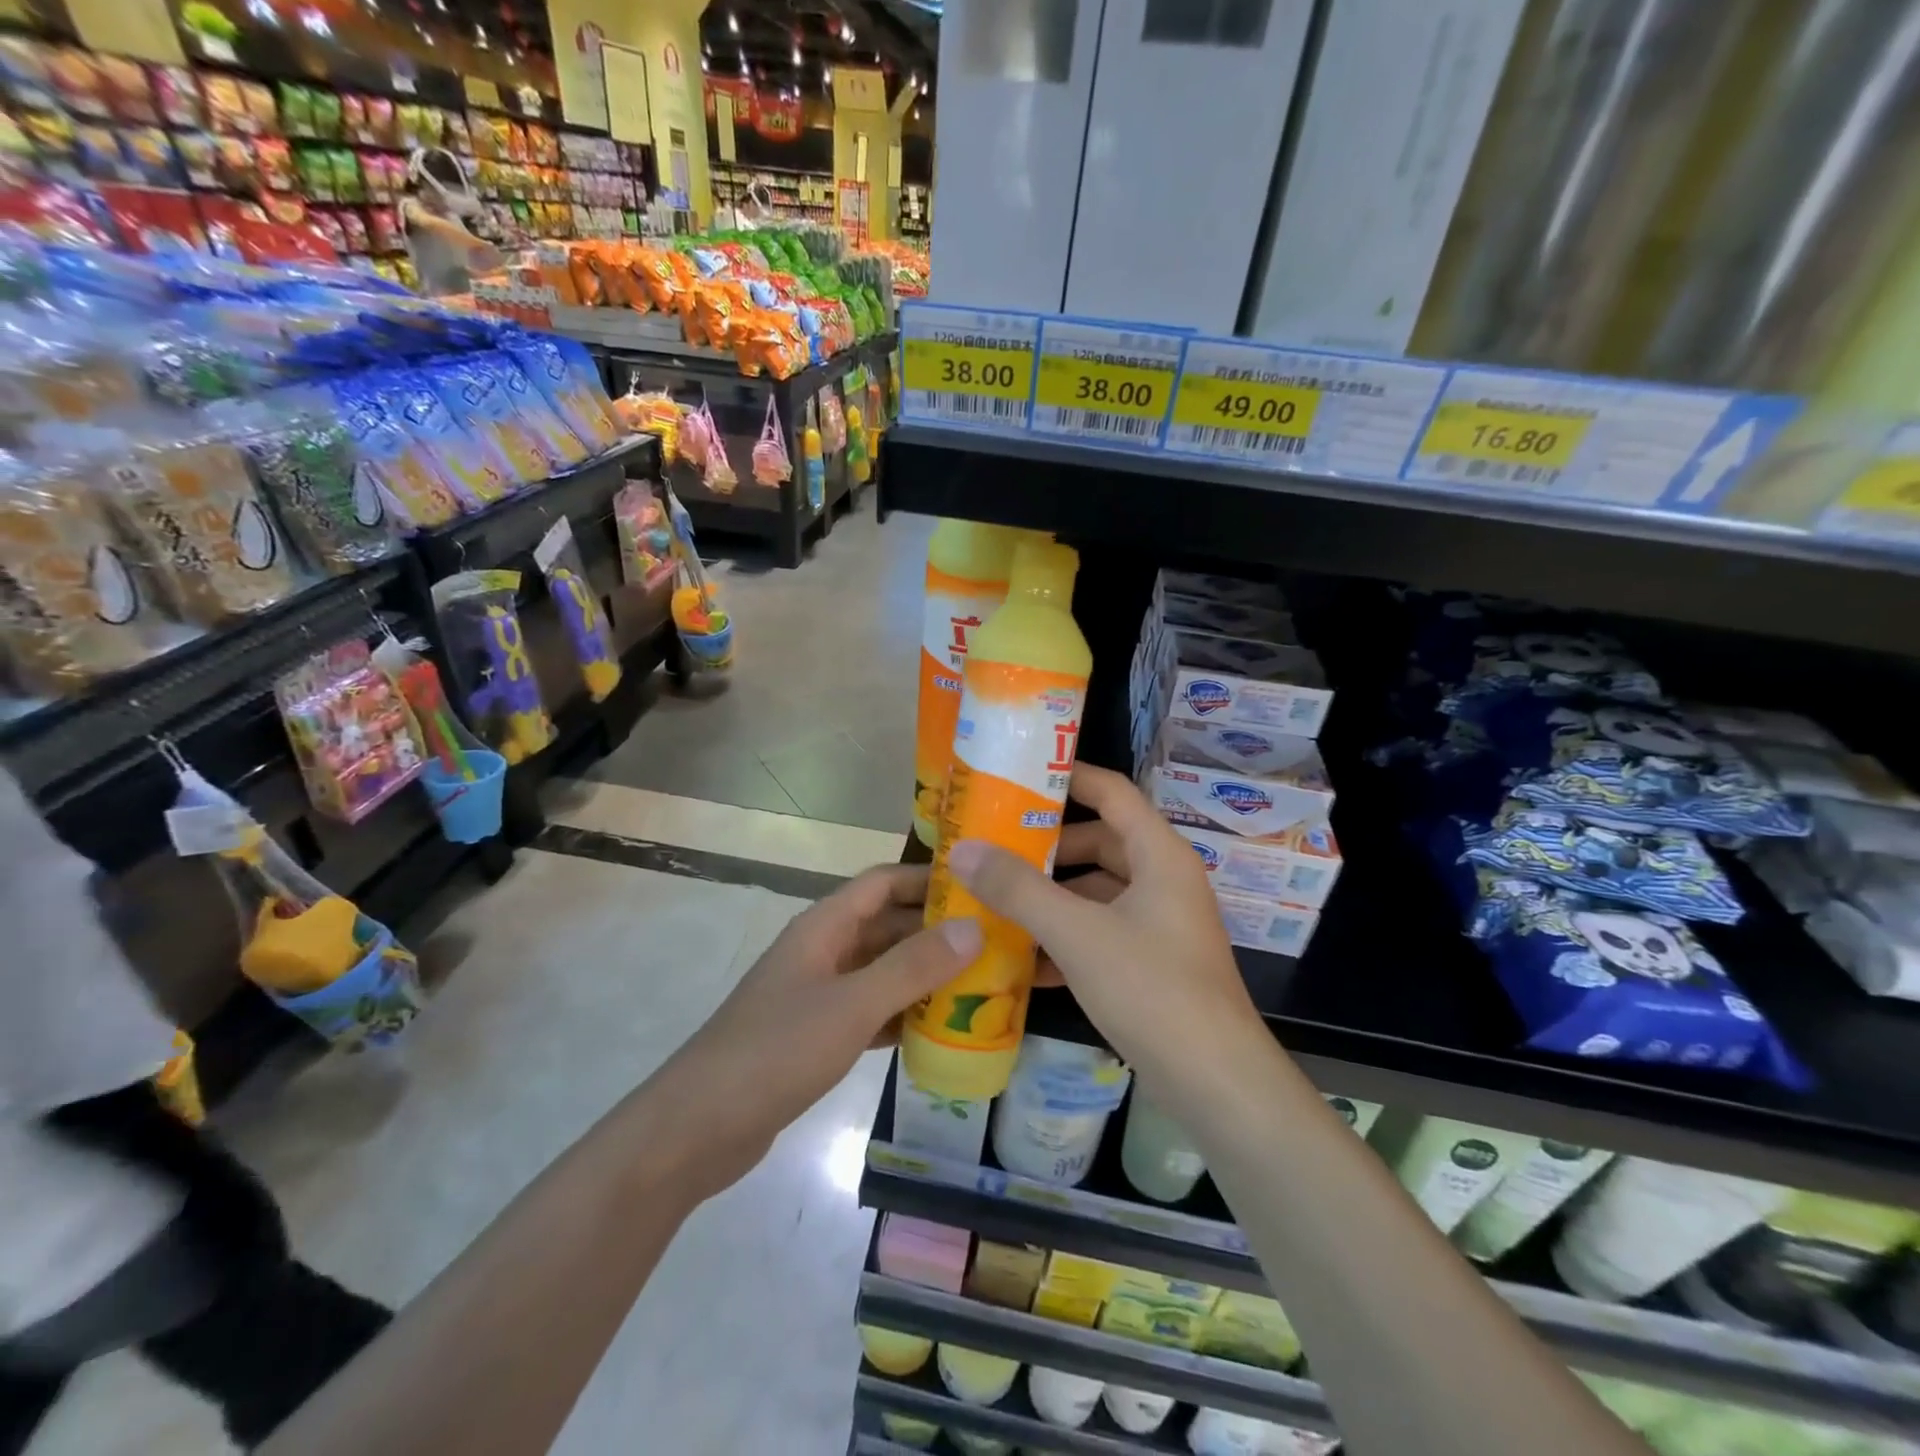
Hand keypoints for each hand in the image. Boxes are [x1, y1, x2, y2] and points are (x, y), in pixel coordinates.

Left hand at [660, 865, 981, 1193]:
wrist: (699, 1128)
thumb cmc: (776, 1051)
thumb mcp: (852, 1005)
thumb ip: (912, 967)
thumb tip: (974, 928)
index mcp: (824, 927)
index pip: (882, 882)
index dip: (927, 878)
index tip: (980, 884)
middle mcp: (823, 951)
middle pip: (886, 926)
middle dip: (936, 930)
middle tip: (996, 940)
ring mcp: (819, 994)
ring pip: (882, 970)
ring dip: (925, 974)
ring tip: (983, 983)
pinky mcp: (818, 1035)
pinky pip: (872, 1011)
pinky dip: (904, 1014)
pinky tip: (943, 1030)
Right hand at [946, 764, 1260, 1084]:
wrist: (1216, 1084)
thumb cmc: (1153, 989)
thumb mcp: (1078, 934)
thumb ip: (1018, 890)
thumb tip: (963, 850)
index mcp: (1158, 855)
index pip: (1112, 792)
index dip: (1068, 777)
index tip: (1017, 777)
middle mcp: (1163, 879)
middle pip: (1100, 841)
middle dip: (1047, 846)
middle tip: (992, 845)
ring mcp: (1159, 923)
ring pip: (1096, 891)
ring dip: (1051, 896)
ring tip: (995, 899)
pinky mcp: (1151, 962)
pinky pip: (1101, 932)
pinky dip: (1065, 937)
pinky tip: (1021, 959)